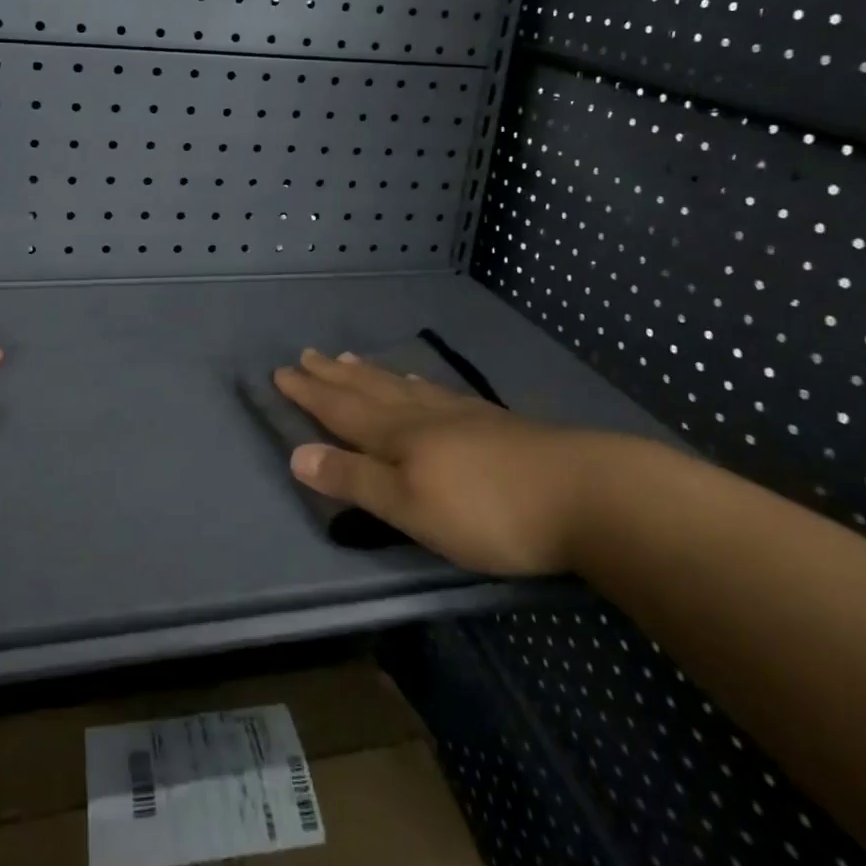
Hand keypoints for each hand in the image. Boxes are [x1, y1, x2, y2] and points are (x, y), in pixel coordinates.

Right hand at [274, 348, 632, 575]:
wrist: (583, 493)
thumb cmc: (487, 511)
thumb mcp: (411, 507)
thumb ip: (355, 480)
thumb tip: (296, 454)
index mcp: (398, 437)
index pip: (341, 410)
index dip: (310, 394)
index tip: (282, 372)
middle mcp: (422, 416)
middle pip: (368, 390)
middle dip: (333, 377)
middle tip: (308, 355)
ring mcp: (460, 415)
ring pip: (401, 387)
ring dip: (370, 374)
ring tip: (349, 359)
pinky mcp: (491, 423)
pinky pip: (436, 393)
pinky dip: (415, 384)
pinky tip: (420, 383)